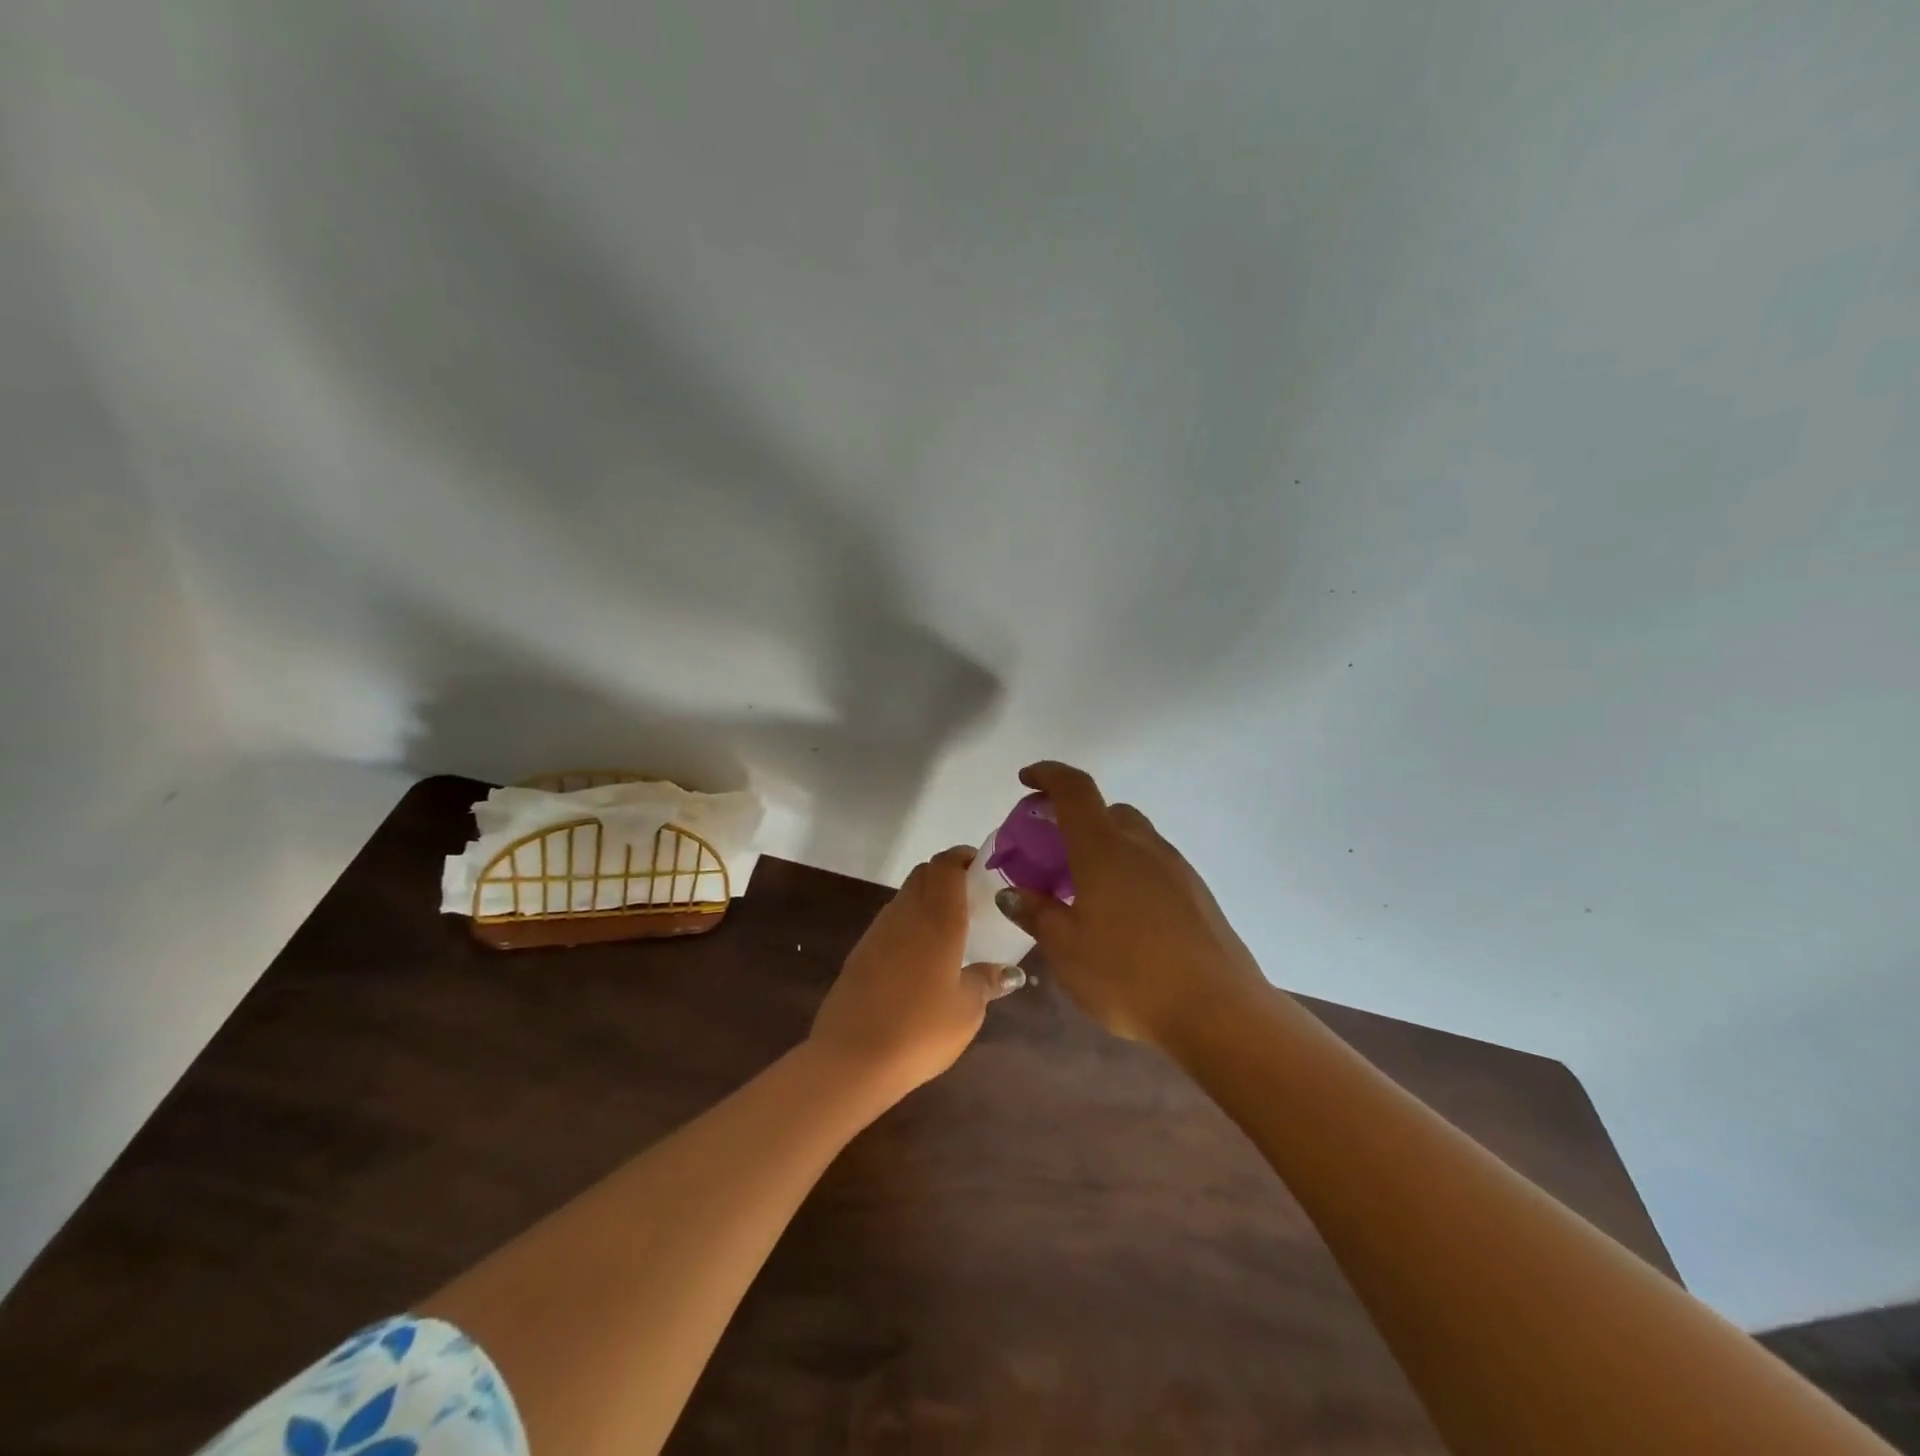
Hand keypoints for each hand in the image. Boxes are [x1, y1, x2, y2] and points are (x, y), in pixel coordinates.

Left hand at [809, 846, 1018, 1098]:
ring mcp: (879, 930)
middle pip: (925, 873)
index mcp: (938, 918)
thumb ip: (987, 982)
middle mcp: (906, 913)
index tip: (983, 868)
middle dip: (948, 875)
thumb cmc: (920, 1030)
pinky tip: (922, 957)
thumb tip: (1009, 973)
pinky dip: (909, 923)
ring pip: (906, 896)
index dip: (964, 858)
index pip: (947, 865)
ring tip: (951, 928)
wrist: (852, 1057)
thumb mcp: (967, 1010)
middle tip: (973, 897)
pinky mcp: (861, 951)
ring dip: (927, 898)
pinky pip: (891, 922)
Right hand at [994, 762, 1268, 1047]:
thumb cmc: (1129, 975)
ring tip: (1085, 892)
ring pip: (1133, 839)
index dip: (1048, 774)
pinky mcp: (1197, 893)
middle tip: (1052, 854)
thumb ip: (1036, 914)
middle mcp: (1143, 846)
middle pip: (1107, 812)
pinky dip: (1129, 871)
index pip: (1074, 789)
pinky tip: (1122, 917)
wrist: (1219, 1011)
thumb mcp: (1067, 950)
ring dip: (1105, 848)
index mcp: (1104, 848)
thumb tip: (1012, 893)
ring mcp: (1176, 868)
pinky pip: (1153, 865)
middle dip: (1075, 820)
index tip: (1026, 779)